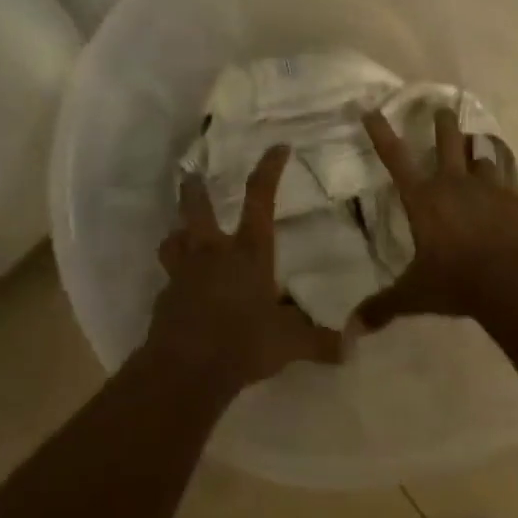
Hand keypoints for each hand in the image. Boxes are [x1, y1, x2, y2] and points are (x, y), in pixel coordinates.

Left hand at [147, 144, 342, 397]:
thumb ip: (320, 342)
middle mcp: (213, 253)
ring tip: (180, 232)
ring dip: (177, 233)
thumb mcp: (289, 344)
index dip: (269, 170)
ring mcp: (183, 274)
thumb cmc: (243, 343)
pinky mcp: (164, 299)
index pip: (260, 198)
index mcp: (248, 252)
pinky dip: (174, 279)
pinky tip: (181, 291)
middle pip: (197, 209)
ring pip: (173, 240)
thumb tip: (353, 346)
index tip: (278, 147)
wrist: (185, 370)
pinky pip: (168, 280)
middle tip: (190, 175)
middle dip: (195, 190)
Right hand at [353, 107, 517, 329]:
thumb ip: (384, 307)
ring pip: (486, 157)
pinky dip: (515, 191)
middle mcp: (456, 184)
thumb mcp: (415, 294)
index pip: (395, 159)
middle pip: (449, 142)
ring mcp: (492, 189)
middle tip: (442, 108)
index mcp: (425, 199)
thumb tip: (351, 329)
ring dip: (481, 152)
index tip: (371, 110)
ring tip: (481, 145)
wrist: (514, 282)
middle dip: (443, 123)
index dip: (381, 134)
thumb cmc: (457, 281)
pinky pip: (516, 187)